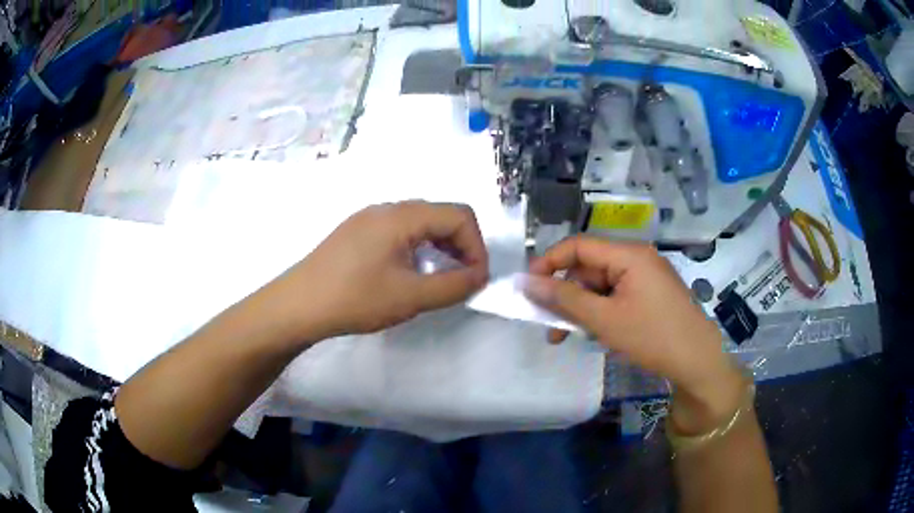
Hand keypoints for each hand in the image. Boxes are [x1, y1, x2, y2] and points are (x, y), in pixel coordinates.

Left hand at [262, 201, 488, 342]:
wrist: (298, 305)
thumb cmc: (355, 299)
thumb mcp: (410, 297)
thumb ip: (453, 286)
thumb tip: (479, 277)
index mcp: (402, 215)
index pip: (459, 215)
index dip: (476, 246)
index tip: (476, 280)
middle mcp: (387, 208)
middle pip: (440, 214)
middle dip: (461, 245)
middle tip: (463, 279)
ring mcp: (368, 218)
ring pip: (420, 222)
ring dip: (440, 246)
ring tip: (441, 277)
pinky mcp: (357, 232)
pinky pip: (399, 230)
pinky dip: (418, 247)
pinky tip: (409, 272)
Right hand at [522, 236, 744, 434]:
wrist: (698, 361)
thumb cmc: (652, 337)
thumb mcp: (604, 320)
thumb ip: (565, 299)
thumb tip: (527, 282)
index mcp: (629, 254)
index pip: (578, 246)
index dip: (549, 263)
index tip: (528, 288)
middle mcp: (637, 258)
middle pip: (589, 268)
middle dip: (565, 295)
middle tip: (549, 326)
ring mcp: (646, 277)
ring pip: (601, 285)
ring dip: (582, 308)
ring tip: (570, 337)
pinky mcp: (650, 294)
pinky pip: (616, 296)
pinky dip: (601, 312)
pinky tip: (597, 334)